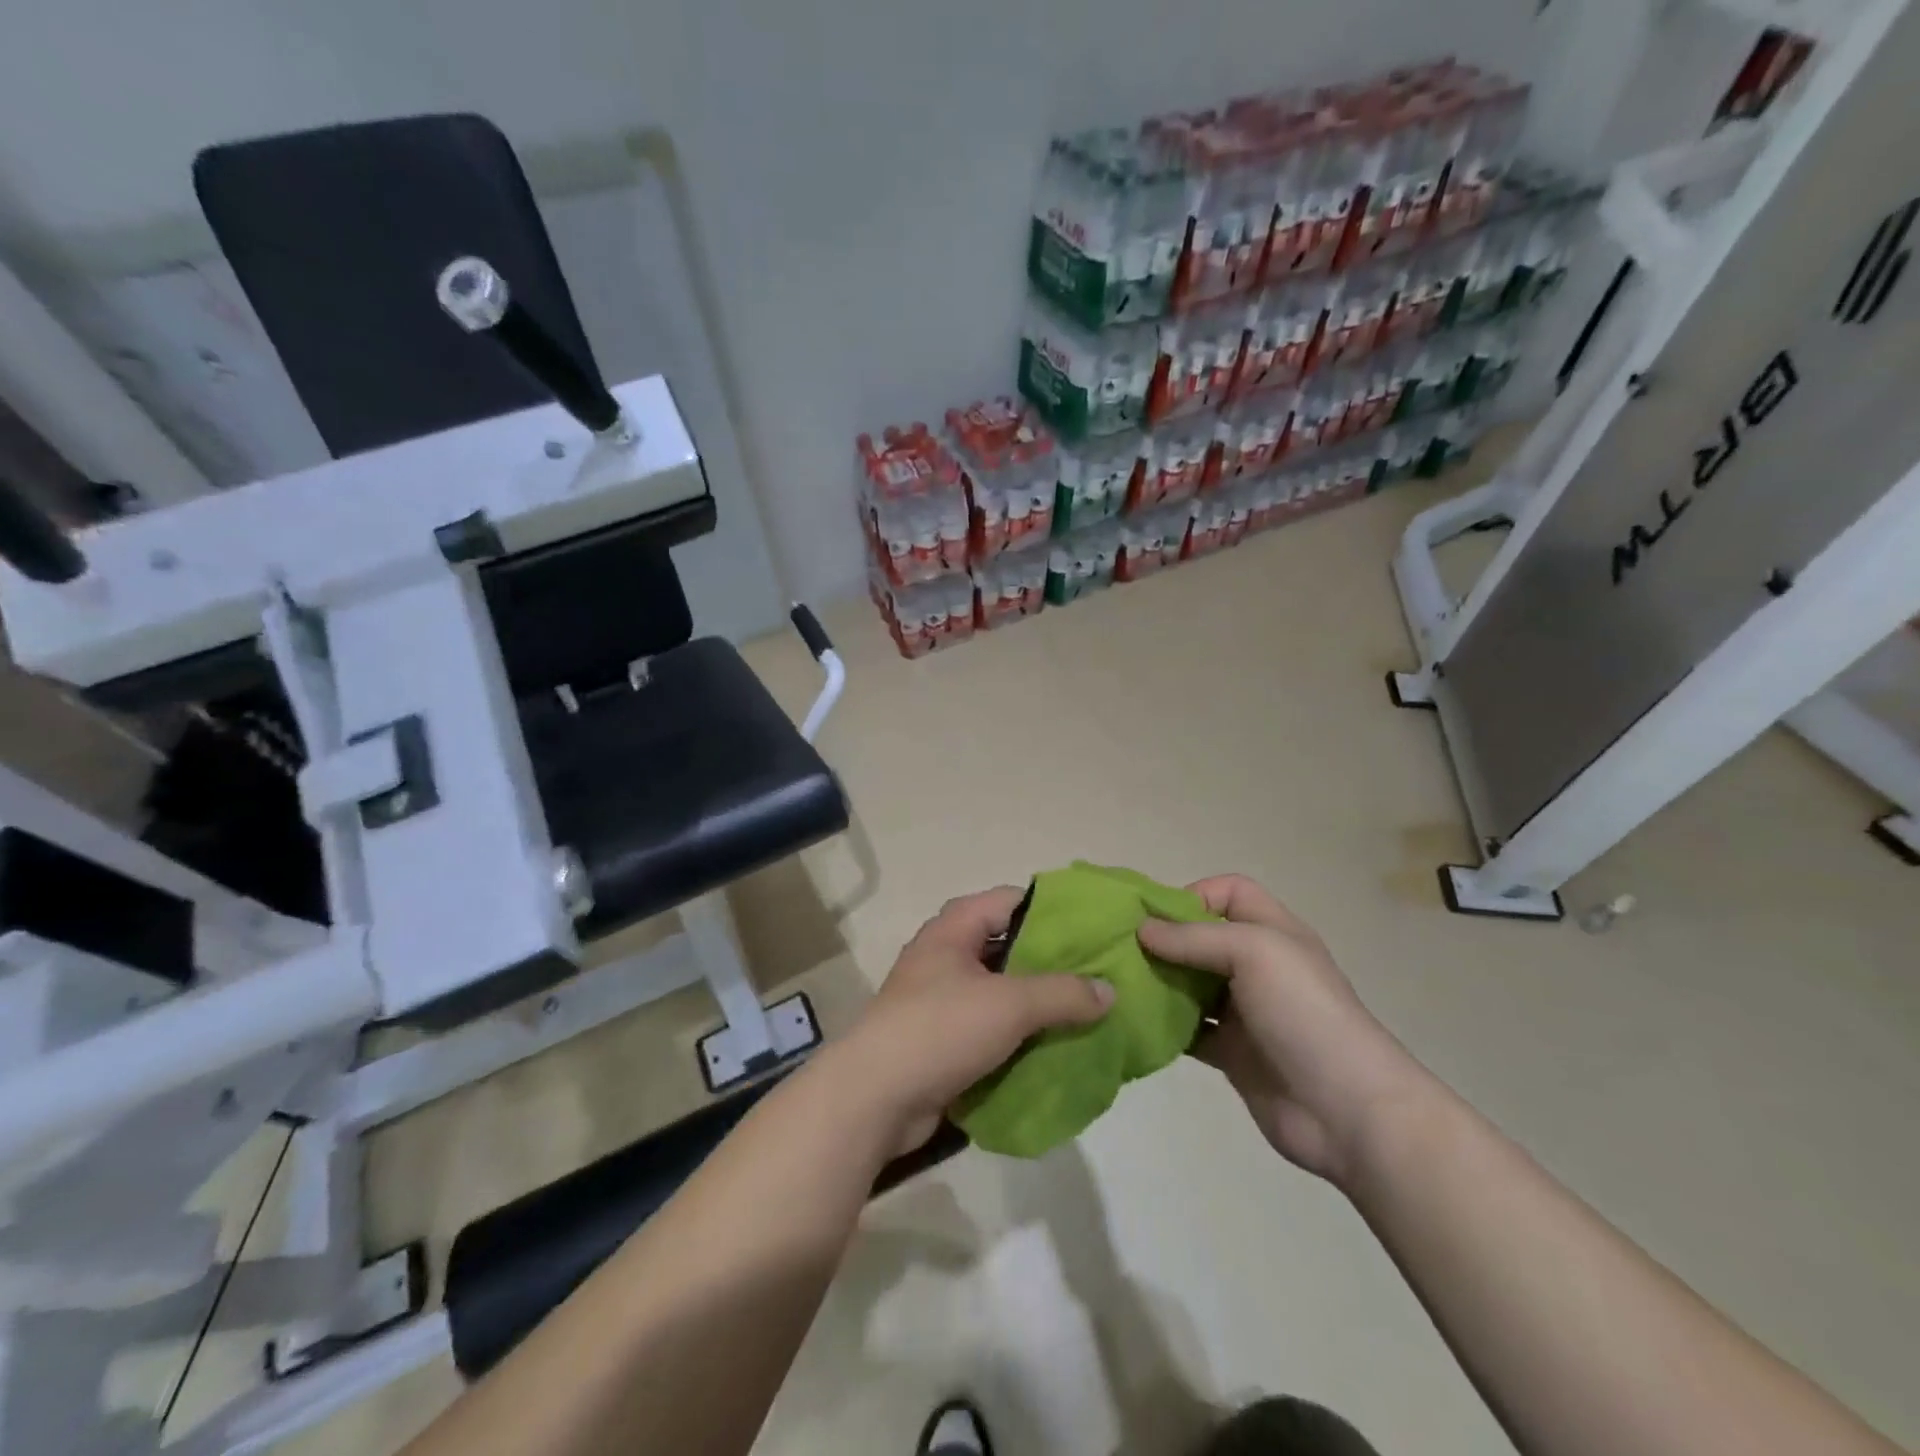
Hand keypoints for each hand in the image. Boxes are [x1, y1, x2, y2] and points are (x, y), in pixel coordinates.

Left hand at [833, 887, 1113, 1155]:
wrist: (874, 1098)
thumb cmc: (941, 1029)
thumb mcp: (1010, 1004)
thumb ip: (1063, 993)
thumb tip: (1109, 991)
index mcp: (953, 928)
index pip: (1011, 900)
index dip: (1052, 910)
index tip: (1093, 928)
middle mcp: (945, 955)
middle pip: (1008, 947)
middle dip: (1050, 962)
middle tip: (1098, 976)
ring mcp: (939, 998)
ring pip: (1000, 990)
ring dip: (1036, 1003)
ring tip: (1085, 1014)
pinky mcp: (940, 1039)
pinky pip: (988, 1027)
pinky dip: (1017, 1035)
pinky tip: (1052, 1048)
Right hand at [1138, 876, 1429, 1187]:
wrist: (1348, 1111)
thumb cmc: (1304, 1012)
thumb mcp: (1254, 952)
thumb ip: (1194, 937)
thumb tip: (1142, 929)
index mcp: (1272, 932)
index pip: (1229, 892)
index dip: (1193, 895)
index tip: (1155, 918)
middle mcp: (1258, 965)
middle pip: (1202, 937)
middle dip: (1164, 939)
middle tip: (1120, 949)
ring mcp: (1244, 1011)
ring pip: (1190, 984)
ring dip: (1158, 981)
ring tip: (1119, 984)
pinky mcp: (1231, 1052)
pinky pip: (1188, 1029)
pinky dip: (1164, 1025)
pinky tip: (1136, 1023)